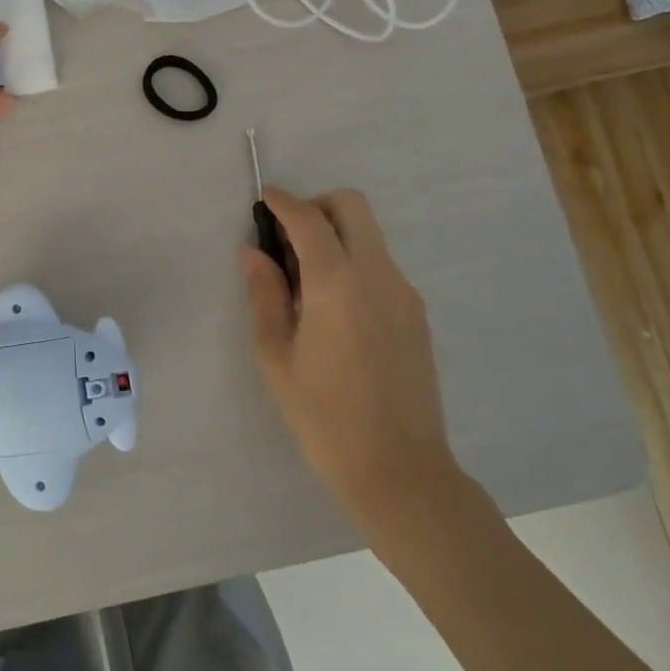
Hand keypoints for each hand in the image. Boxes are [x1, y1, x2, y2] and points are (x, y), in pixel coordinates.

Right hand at [242, 187, 466, 543]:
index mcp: (336, 283)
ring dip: (336, 234)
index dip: (283, 202)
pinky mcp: (416, 313)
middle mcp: (377, 274)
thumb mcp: (276, 355)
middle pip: (352, 206)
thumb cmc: (323, 415)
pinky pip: (381, 264)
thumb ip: (264, 294)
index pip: (308, 218)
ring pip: (369, 234)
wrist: (399, 470)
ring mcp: (403, 293)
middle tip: (287, 238)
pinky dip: (353, 261)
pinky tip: (334, 307)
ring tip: (305, 280)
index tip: (264, 200)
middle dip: (316, 206)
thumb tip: (253, 252)